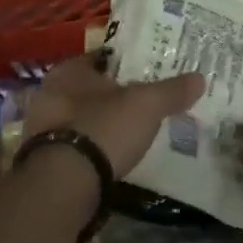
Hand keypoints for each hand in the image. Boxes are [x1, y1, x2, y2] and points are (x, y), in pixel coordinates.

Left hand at [24, 57, 204, 179]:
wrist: (63, 185)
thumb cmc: (103, 128)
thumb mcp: (147, 105)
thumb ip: (172, 91)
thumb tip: (200, 78)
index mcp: (69, 70)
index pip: (102, 57)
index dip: (127, 63)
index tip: (149, 70)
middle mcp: (49, 93)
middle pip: (91, 88)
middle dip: (114, 95)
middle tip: (143, 102)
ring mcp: (42, 128)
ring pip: (81, 117)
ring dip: (101, 122)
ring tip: (130, 131)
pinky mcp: (42, 159)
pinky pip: (74, 144)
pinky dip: (92, 147)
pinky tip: (110, 155)